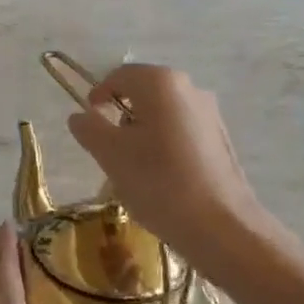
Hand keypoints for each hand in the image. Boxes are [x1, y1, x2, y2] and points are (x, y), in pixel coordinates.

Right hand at [66, 64, 272, 274]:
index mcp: (161, 83)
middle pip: (143, 93)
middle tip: (108, 150)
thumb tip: (81, 115)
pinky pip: (182, 132)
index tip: (89, 125)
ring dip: (143, 133)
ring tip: (134, 170)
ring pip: (163, 114)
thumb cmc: (159, 183)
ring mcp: (210, 114)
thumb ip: (90, 128)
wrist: (222, 227)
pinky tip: (162, 179)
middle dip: (121, 117)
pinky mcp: (221, 140)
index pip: (119, 76)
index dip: (98, 96)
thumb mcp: (111, 155)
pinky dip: (165, 146)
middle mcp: (190, 88)